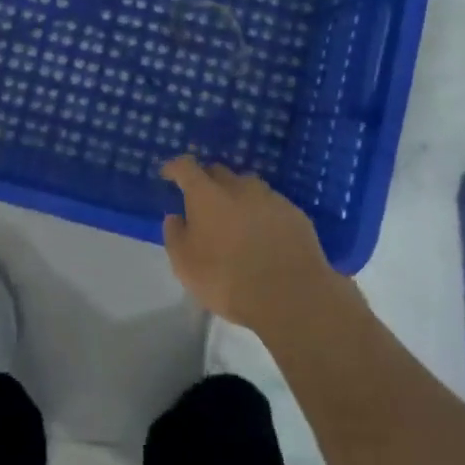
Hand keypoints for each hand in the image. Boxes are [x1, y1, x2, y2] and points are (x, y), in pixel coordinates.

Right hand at [160, 157, 339, 333]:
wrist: (291, 297)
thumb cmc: (228, 280)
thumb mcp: (185, 265)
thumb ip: (175, 235)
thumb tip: (176, 217)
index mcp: (207, 195)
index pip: (186, 167)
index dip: (175, 167)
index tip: (169, 174)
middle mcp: (239, 187)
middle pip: (218, 172)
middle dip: (207, 181)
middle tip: (203, 203)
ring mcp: (270, 198)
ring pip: (248, 186)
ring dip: (237, 196)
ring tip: (236, 220)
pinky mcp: (295, 214)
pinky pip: (272, 205)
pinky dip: (262, 213)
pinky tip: (264, 235)